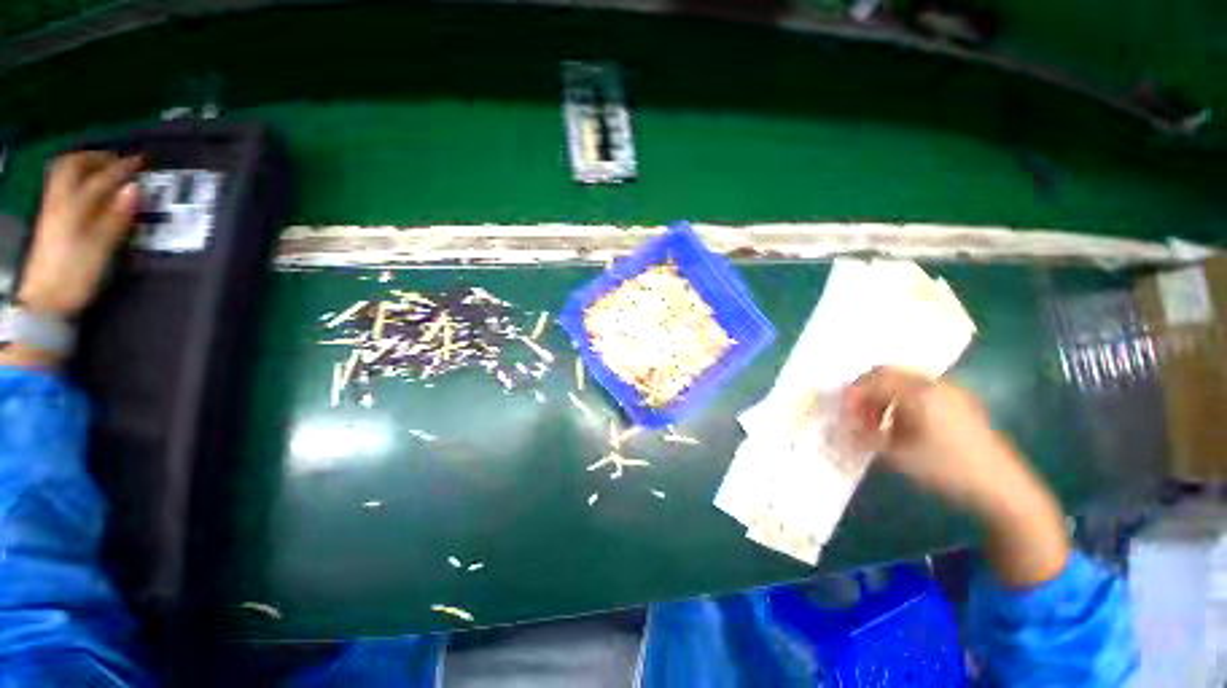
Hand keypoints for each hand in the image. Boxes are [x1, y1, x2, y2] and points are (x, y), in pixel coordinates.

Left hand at [17, 152, 141, 318]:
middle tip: (117, 159)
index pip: (101, 179)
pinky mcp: (50, 220)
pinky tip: (86, 186)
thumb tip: (135, 189)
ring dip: (83, 165)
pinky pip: (61, 186)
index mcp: (75, 207)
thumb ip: (117, 216)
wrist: (47, 300)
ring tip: (102, 168)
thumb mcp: (102, 247)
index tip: (142, 161)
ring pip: (63, 174)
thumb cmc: (77, 274)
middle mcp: (60, 202)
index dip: (122, 168)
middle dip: (96, 158)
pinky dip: (76, 178)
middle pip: (73, 166)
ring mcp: (52, 210)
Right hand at [843, 367, 1069, 586]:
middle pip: (888, 374)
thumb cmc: (947, 469)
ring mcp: (952, 392)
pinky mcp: (962, 404)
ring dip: (883, 397)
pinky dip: (902, 402)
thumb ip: (865, 438)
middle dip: (866, 392)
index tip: (843, 415)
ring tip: (877, 424)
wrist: (1003, 489)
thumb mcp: (899, 456)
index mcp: (919, 392)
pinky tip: (901, 426)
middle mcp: (935, 384)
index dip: (852, 395)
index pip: (873, 379)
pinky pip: (921, 392)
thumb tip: (842, 430)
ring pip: (904, 382)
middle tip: (856, 415)